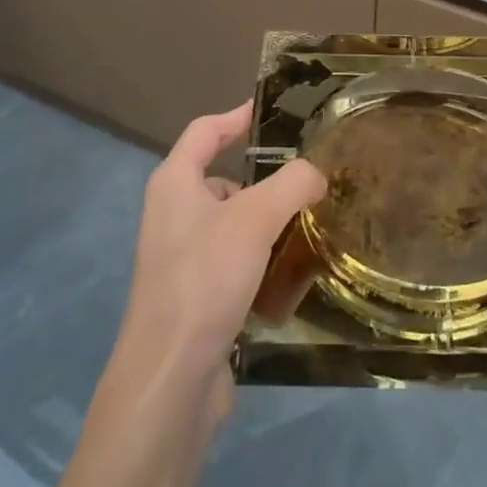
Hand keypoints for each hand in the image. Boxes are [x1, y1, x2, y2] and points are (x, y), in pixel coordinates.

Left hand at [119, 104, 324, 408]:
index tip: (274, 110)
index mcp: (175, 182)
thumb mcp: (255, 219)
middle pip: (224, 178)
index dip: (238, 115)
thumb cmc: (206, 279)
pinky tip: (293, 273)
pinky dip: (261, 259)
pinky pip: (234, 260)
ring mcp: (181, 256)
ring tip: (312, 226)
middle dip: (266, 179)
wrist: (171, 376)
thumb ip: (292, 184)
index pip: (206, 130)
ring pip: (233, 222)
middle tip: (311, 180)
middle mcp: (173, 213)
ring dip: (268, 222)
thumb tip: (316, 175)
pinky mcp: (195, 293)